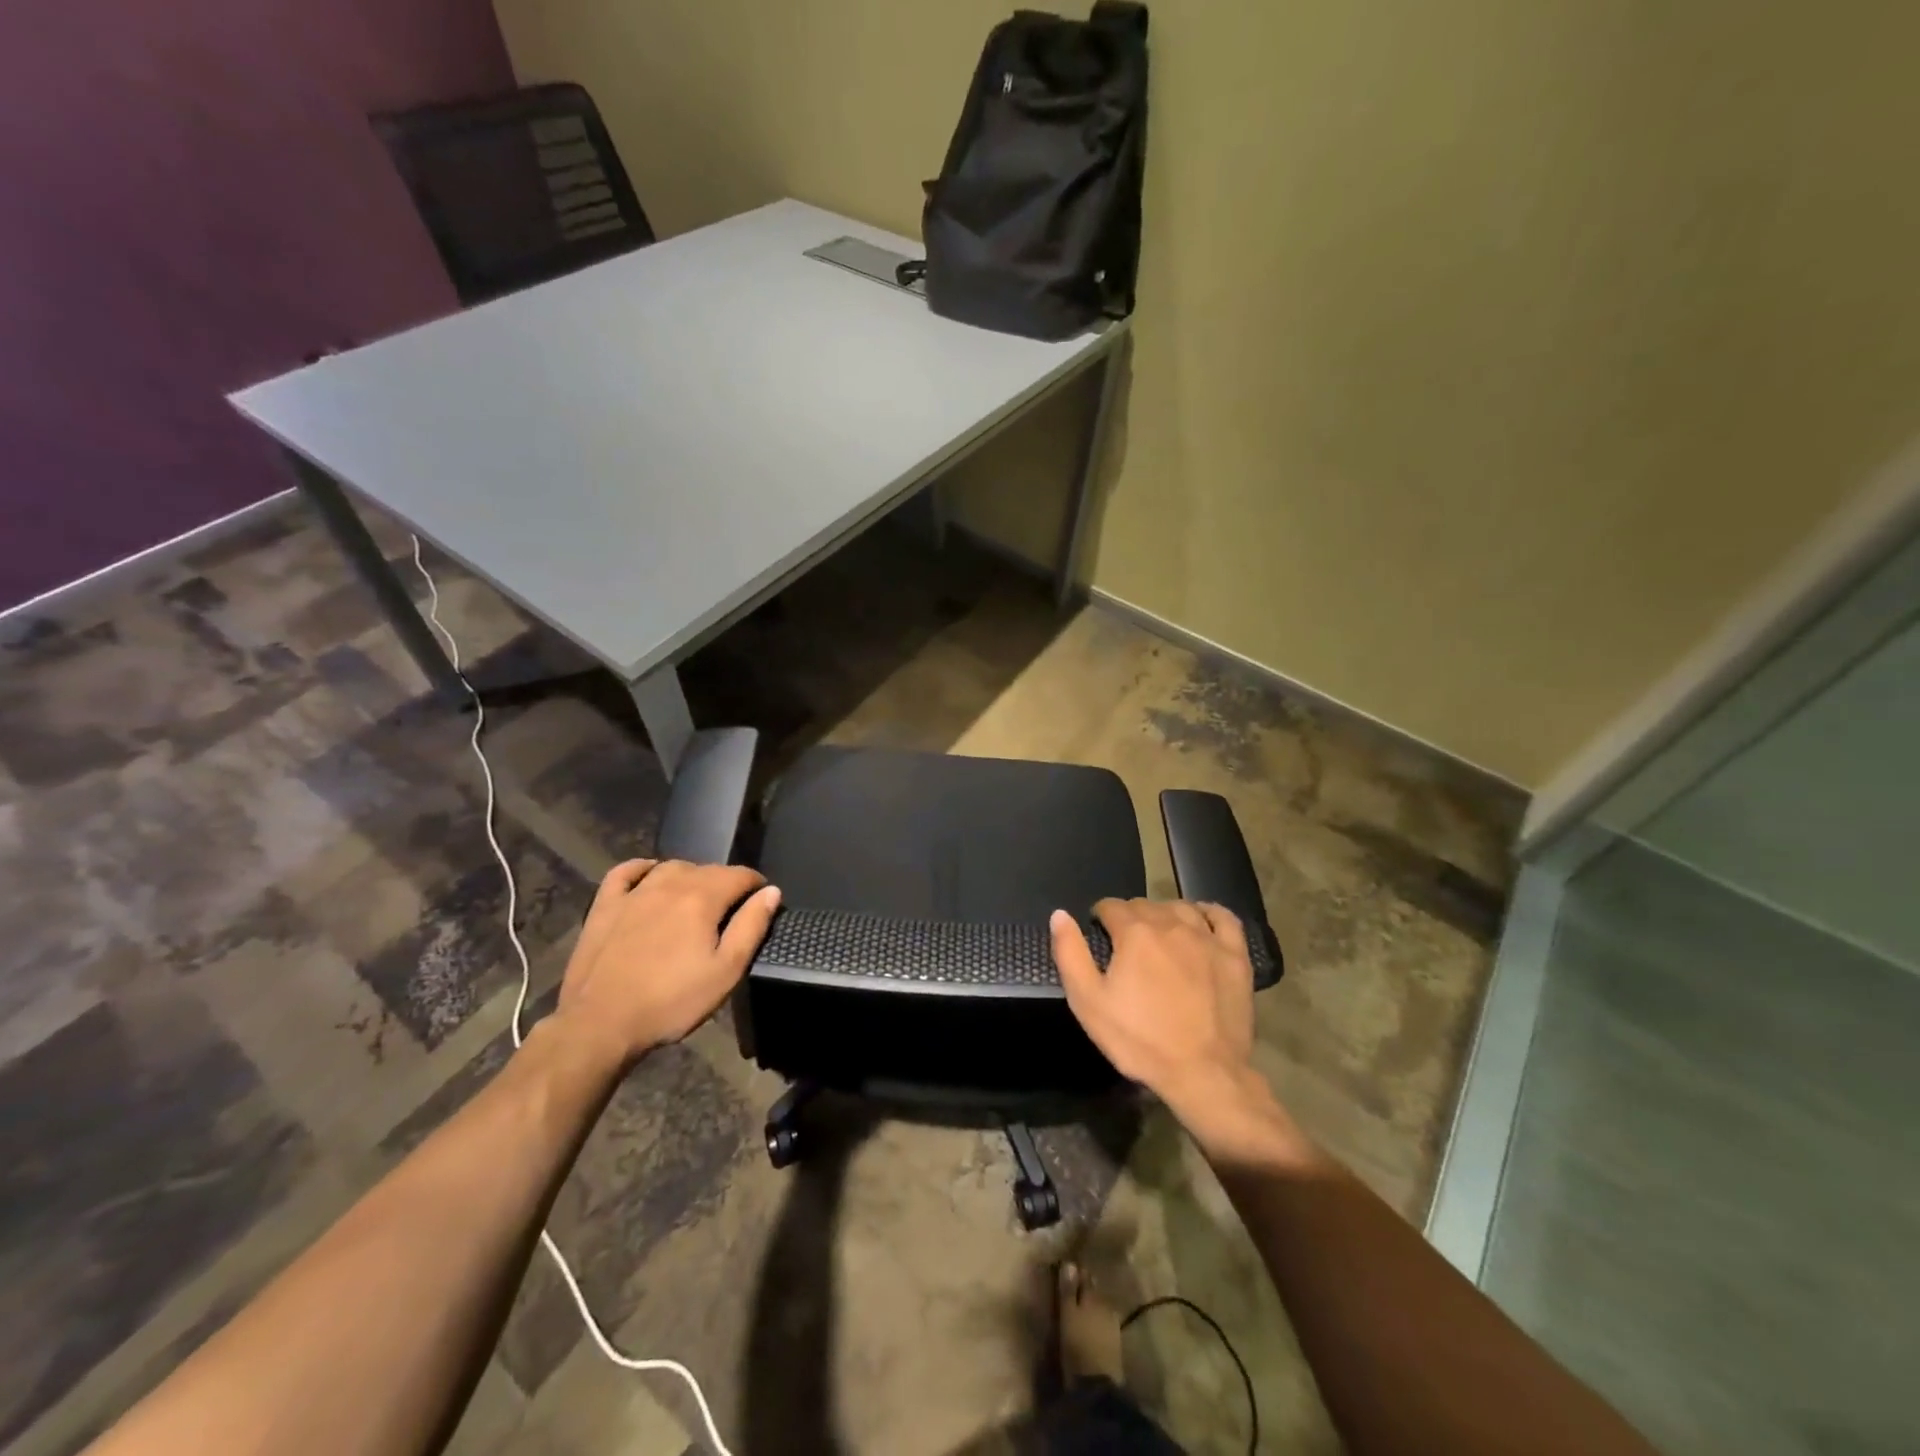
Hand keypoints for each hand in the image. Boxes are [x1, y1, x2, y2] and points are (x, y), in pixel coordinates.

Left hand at [550, 859, 780, 1068]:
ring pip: (671, 867)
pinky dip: (642, 868)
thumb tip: (771, 892)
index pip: (740, 875)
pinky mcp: (605, 906)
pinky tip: (649, 875)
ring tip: (696, 897)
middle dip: (726, 882)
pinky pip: (625, 872)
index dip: (756, 884)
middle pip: (707, 869)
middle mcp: (670, 884)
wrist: (600, 1023)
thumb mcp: (725, 971)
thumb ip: (751, 927)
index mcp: (703, 898)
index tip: (762, 901)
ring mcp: (634, 892)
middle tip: (732, 909)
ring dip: (690, 875)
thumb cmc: (671, 1001)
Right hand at [1050, 899, 1256, 1116]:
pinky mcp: (1235, 955)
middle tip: (1126, 946)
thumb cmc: (1140, 1040)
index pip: (1111, 906)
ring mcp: (1207, 938)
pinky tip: (1200, 921)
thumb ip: (1070, 953)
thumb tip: (1059, 914)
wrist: (1203, 1073)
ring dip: (1164, 914)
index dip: (1100, 918)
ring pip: (1180, 907)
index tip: (1099, 937)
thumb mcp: (1088, 1002)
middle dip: (1130, 918)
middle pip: (1144, 905)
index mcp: (1134, 933)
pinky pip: (1223, 918)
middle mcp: (1171, 923)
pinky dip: (1208, 912)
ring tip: (1158, 936)